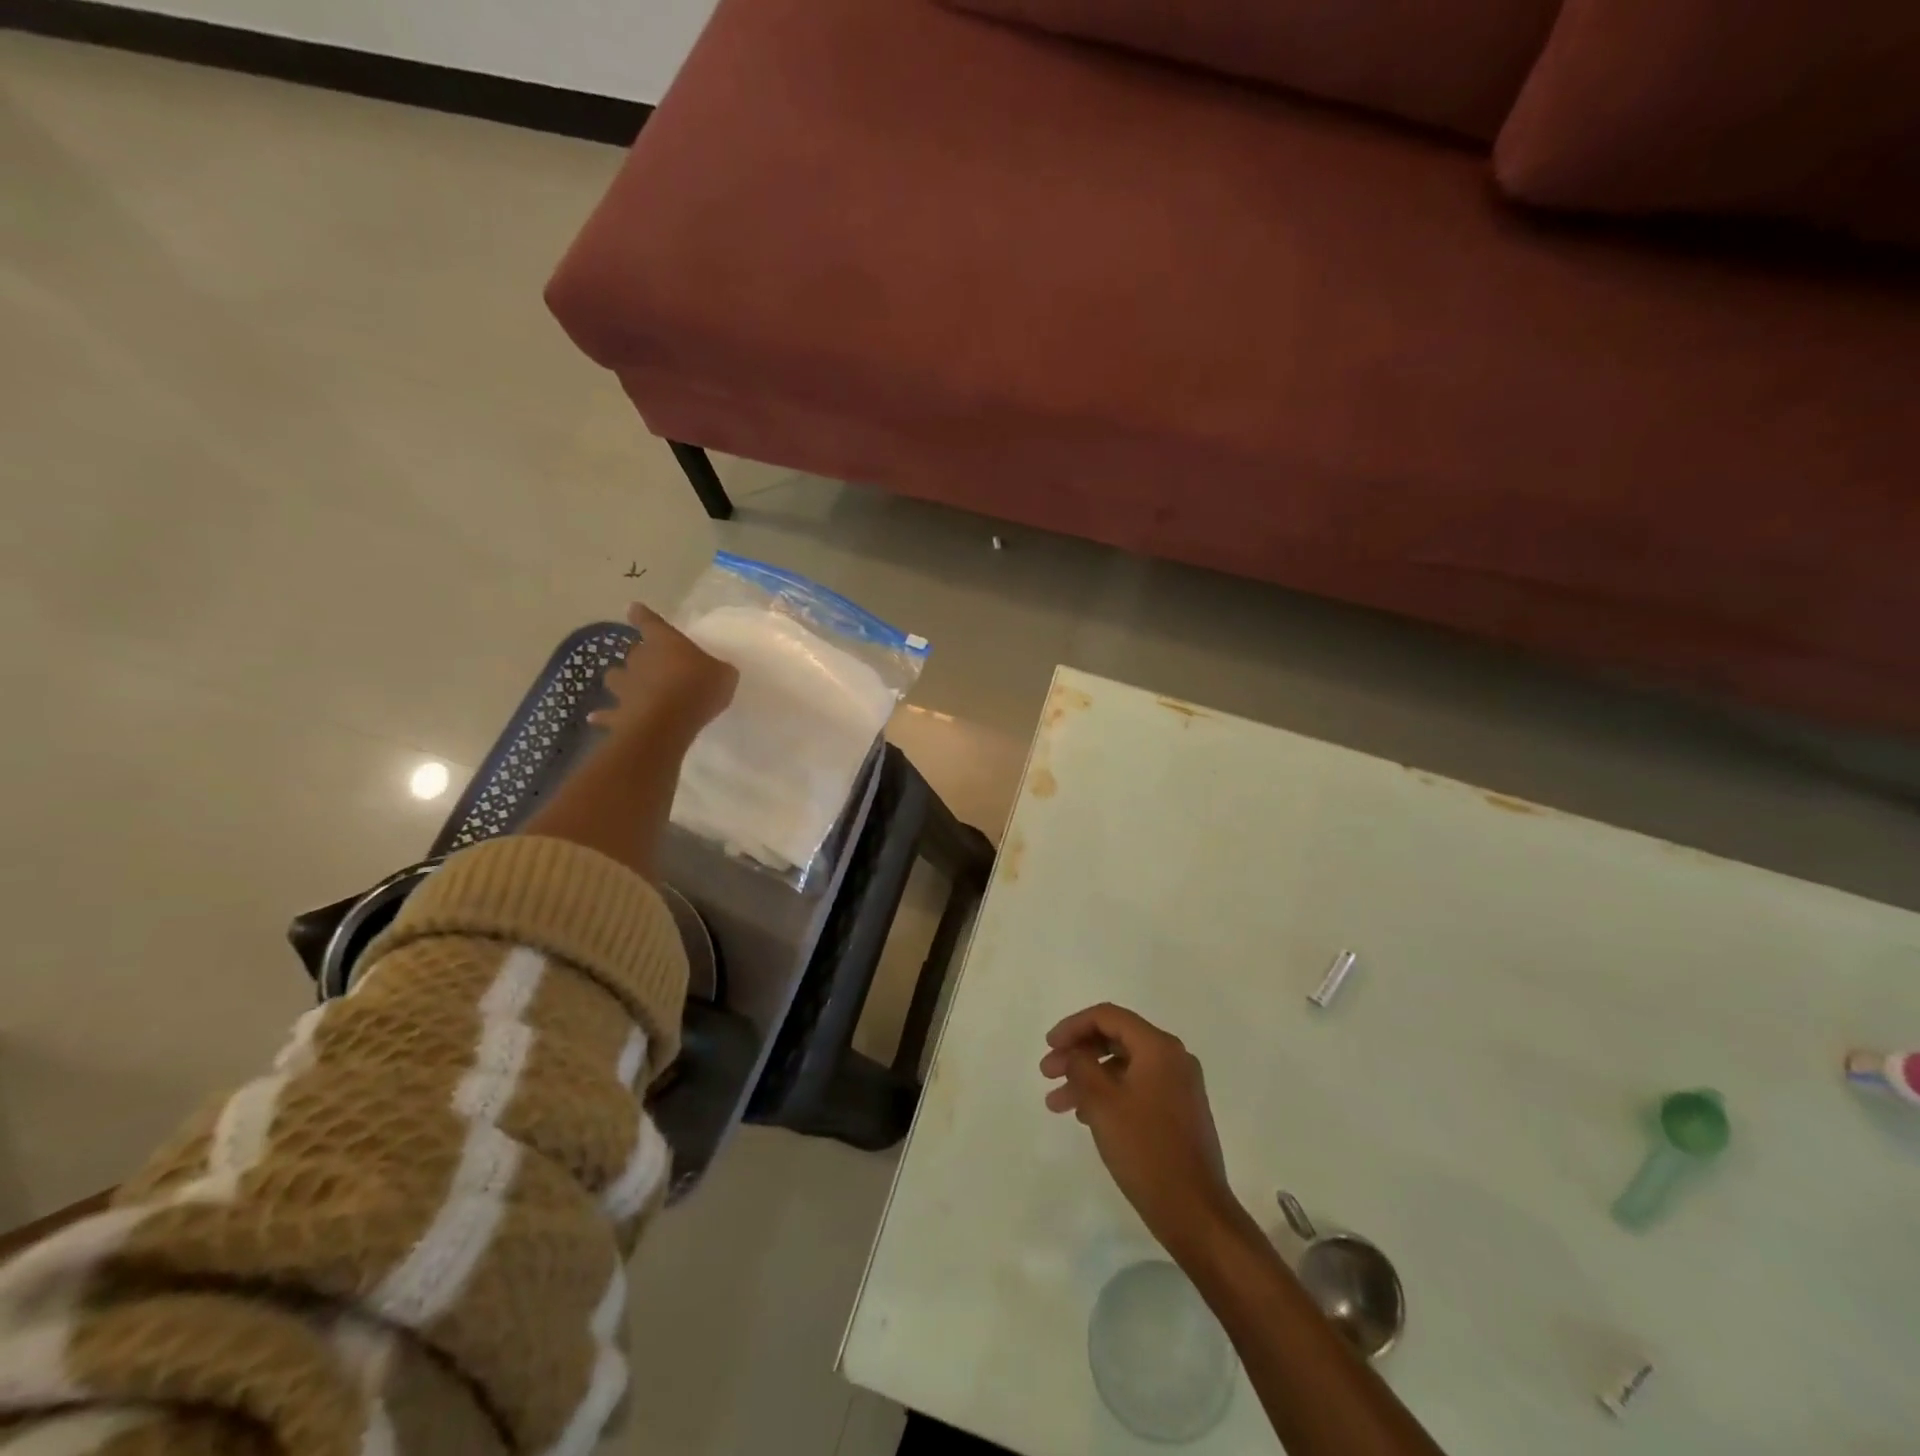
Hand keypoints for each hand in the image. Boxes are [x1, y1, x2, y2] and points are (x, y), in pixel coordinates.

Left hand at [591, 603, 737, 736]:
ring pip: (615, 678)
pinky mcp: (619, 712)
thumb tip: (717, 670)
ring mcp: (625, 685)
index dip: (642, 616)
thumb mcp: (724, 675)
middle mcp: (639, 659)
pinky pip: (608, 713)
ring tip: (626, 688)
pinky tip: (594, 718)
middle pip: (634, 652)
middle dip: (640, 657)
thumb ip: (718, 670)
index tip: (634, 609)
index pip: (650, 621)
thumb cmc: (699, 688)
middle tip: (651, 665)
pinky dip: (603, 715)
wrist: (668, 720)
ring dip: (620, 680)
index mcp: (664, 641)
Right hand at [1040, 1003, 1244, 1257]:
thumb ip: (1081, 1066)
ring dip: (1088, 1078)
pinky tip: (1086, 1116)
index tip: (1049, 1046)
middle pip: (1116, 1039)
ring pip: (1123, 1066)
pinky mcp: (1179, 1111)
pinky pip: (1136, 1087)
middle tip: (1047, 1073)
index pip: (1108, 1017)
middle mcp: (1173, 1058)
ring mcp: (1179, 1086)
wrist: (1194, 1211)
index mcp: (1159, 1047)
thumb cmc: (1145, 1150)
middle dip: (1078, 1053)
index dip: (1073, 1026)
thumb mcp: (1102, 1103)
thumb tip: (1075, 1052)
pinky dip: (1108, 1094)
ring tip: (1057, 1104)